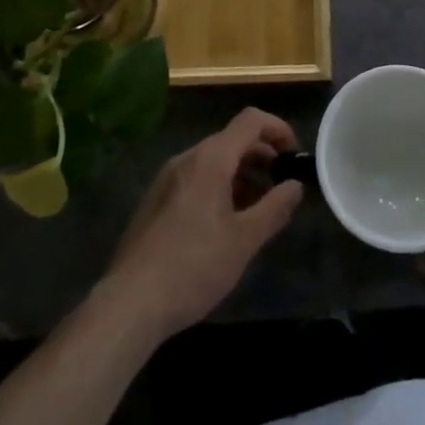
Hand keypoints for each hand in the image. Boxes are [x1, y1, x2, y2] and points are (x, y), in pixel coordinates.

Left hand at [95, 108, 303, 342]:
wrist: (129, 303)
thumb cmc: (194, 267)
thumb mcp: (244, 240)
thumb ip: (274, 208)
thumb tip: (295, 185)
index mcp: (210, 159)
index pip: (251, 120)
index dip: (278, 129)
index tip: (294, 155)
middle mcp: (187, 158)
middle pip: (231, 139)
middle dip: (261, 155)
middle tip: (280, 185)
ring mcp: (167, 178)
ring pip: (212, 160)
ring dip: (240, 174)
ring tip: (256, 208)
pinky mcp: (155, 200)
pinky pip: (194, 178)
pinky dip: (218, 186)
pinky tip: (224, 223)